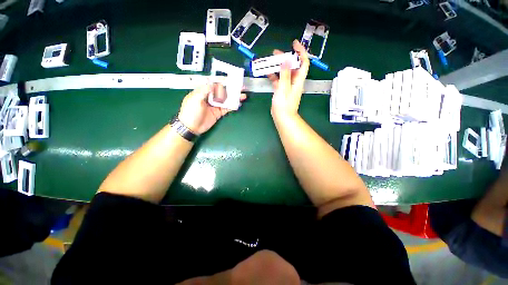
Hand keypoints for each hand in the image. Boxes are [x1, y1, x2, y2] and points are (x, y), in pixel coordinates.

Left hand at [178, 83, 246, 134]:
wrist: (191, 127)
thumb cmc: (190, 112)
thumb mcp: (195, 99)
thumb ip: (205, 91)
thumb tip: (214, 84)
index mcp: (203, 92)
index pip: (215, 85)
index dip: (223, 82)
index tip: (231, 80)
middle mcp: (210, 98)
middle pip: (222, 92)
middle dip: (231, 89)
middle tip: (240, 87)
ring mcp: (215, 106)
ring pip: (226, 100)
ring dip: (234, 98)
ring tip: (242, 95)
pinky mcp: (218, 113)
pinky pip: (226, 109)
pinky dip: (232, 106)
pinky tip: (238, 104)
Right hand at [268, 40, 309, 122]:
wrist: (282, 117)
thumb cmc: (284, 104)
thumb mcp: (284, 88)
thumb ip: (285, 74)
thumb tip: (286, 60)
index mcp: (298, 80)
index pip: (303, 62)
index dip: (300, 52)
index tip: (294, 44)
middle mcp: (294, 81)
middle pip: (292, 66)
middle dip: (285, 58)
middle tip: (276, 53)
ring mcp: (287, 86)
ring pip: (284, 72)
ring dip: (278, 66)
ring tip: (270, 61)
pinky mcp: (281, 90)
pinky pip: (278, 80)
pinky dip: (274, 76)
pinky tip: (267, 72)